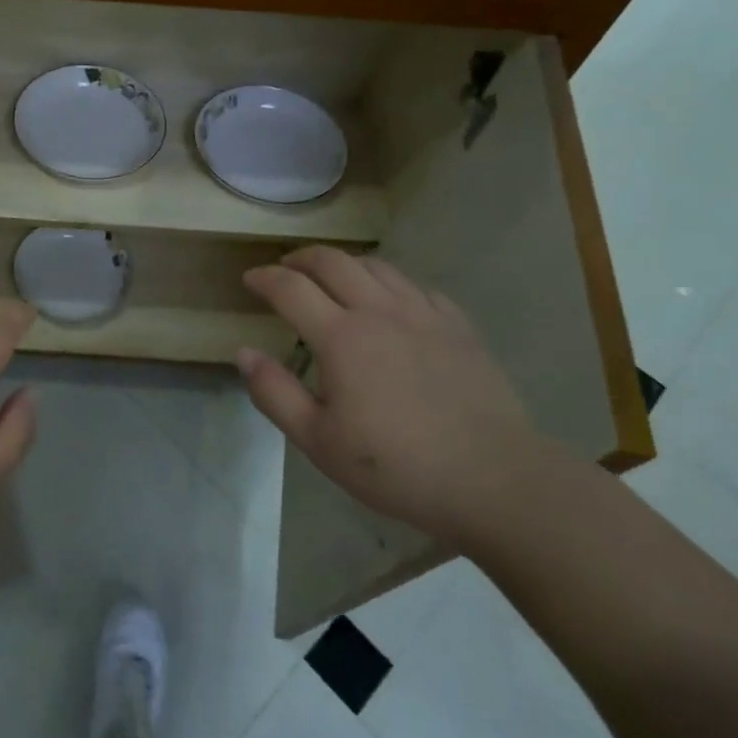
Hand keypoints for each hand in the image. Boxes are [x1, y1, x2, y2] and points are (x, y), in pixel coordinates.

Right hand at [239, 247, 545, 544]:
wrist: (493, 479)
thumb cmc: (396, 467)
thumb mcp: (318, 441)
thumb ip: (275, 393)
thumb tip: (243, 353)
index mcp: (341, 337)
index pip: (290, 288)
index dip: (264, 278)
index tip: (249, 280)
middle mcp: (379, 311)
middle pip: (332, 262)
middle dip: (301, 258)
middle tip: (285, 269)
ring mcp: (424, 315)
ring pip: (376, 266)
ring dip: (344, 264)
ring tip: (332, 278)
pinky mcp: (458, 327)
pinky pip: (417, 287)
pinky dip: (391, 284)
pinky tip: (391, 303)